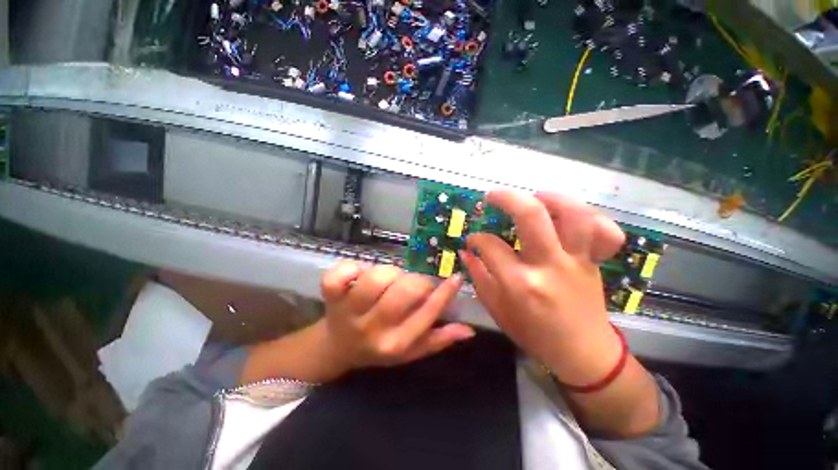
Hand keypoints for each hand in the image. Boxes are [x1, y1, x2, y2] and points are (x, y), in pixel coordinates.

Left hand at [318, 262, 474, 374]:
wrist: (339, 348)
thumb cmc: (380, 347)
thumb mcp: (411, 350)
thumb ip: (438, 339)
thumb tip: (469, 330)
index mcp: (396, 343)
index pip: (427, 314)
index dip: (445, 293)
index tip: (456, 277)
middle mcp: (373, 329)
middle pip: (403, 291)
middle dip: (415, 282)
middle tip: (413, 284)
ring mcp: (349, 312)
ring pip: (376, 279)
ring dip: (389, 273)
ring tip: (389, 280)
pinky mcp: (331, 297)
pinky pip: (338, 276)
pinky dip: (351, 268)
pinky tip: (358, 273)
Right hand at [460, 190, 624, 385]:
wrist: (583, 353)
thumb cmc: (534, 335)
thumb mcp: (497, 310)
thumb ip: (479, 277)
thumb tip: (466, 252)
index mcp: (520, 284)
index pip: (490, 246)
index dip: (476, 239)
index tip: (472, 241)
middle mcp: (549, 266)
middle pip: (531, 215)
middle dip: (507, 198)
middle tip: (492, 196)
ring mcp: (577, 261)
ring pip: (574, 214)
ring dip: (552, 198)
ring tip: (535, 196)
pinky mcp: (595, 261)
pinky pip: (605, 231)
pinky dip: (592, 216)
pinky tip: (571, 216)